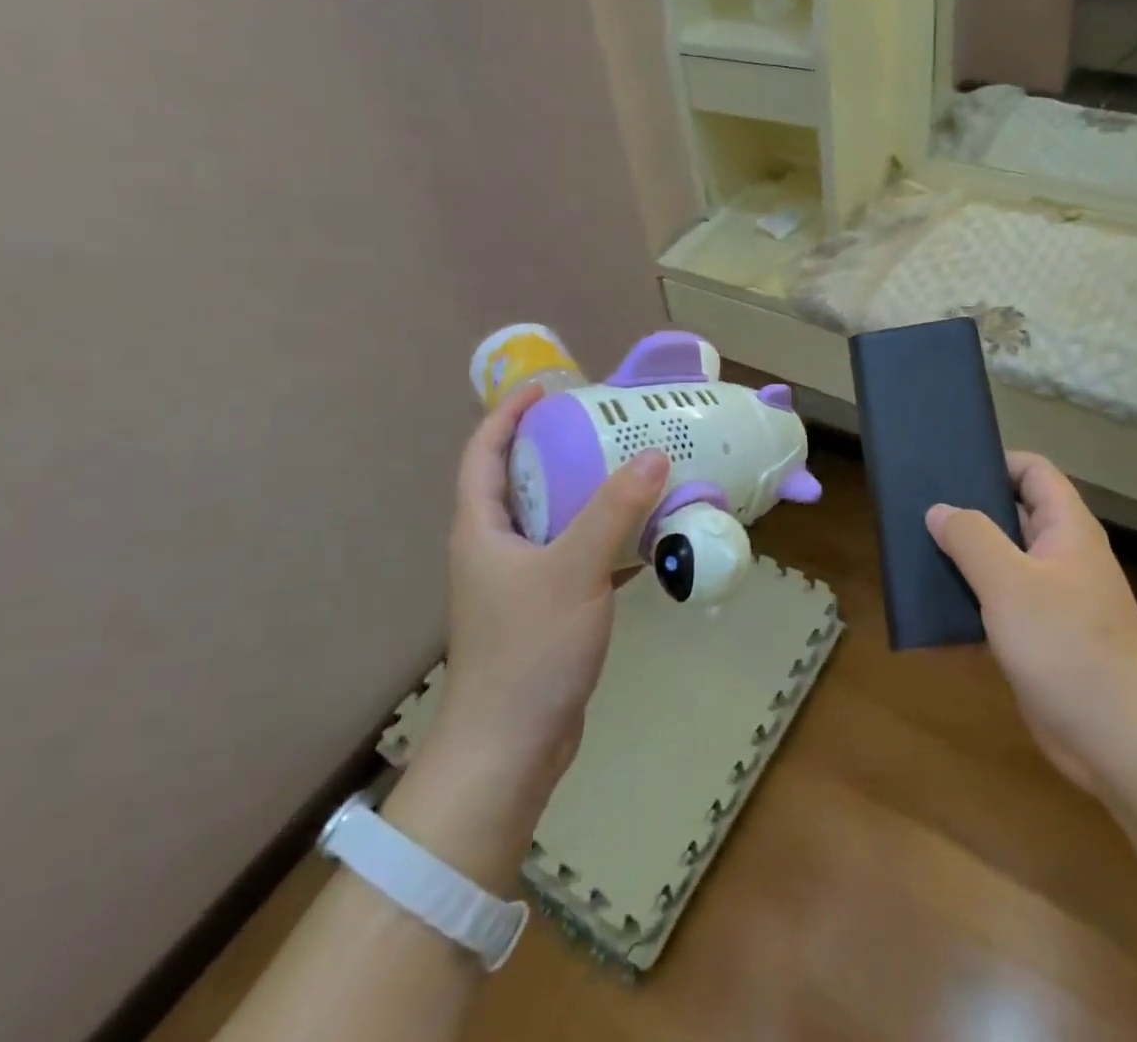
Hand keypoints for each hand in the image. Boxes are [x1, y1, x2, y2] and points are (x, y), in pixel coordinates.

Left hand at [420, 385, 668, 799]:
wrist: (510, 748)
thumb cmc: (529, 649)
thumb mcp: (574, 569)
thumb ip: (614, 510)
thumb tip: (655, 455)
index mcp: (482, 527)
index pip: (482, 452)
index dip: (508, 414)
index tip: (548, 388)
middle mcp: (495, 546)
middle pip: (522, 479)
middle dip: (559, 446)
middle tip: (608, 424)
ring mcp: (520, 580)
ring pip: (554, 518)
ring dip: (589, 492)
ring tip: (633, 468)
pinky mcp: (546, 608)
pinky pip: (576, 554)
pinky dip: (606, 537)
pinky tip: (646, 533)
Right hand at [926, 453, 1136, 791]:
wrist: (1122, 742)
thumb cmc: (1067, 647)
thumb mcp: (1010, 583)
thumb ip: (971, 538)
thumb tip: (939, 510)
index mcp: (1066, 529)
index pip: (1032, 471)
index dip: (994, 462)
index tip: (948, 469)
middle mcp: (1062, 556)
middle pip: (1013, 514)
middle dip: (968, 512)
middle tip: (920, 511)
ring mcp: (1053, 599)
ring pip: (1002, 562)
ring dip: (965, 560)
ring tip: (917, 554)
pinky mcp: (1042, 638)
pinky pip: (1001, 606)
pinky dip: (972, 603)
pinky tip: (935, 612)